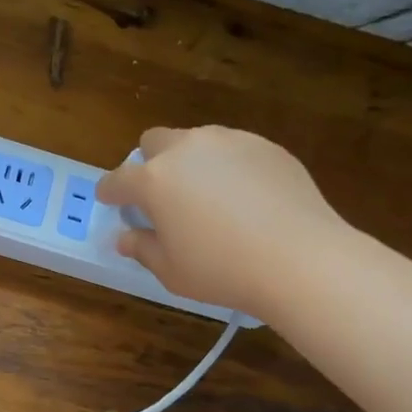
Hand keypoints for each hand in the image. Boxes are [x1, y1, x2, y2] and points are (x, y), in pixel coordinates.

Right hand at [97, 125, 347, 319]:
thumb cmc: (223, 270)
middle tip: (162, 196)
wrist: (300, 259)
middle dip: (149, 163)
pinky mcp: (265, 145)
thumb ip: (143, 249)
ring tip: (207, 196)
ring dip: (189, 161)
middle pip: (154, 141)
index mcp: (154, 180)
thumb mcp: (172, 271)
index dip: (110, 192)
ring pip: (195, 140)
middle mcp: (187, 149)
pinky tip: (245, 198)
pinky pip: (233, 148)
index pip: (118, 179)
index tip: (110, 200)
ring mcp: (229, 141)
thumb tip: (126, 237)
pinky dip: (228, 166)